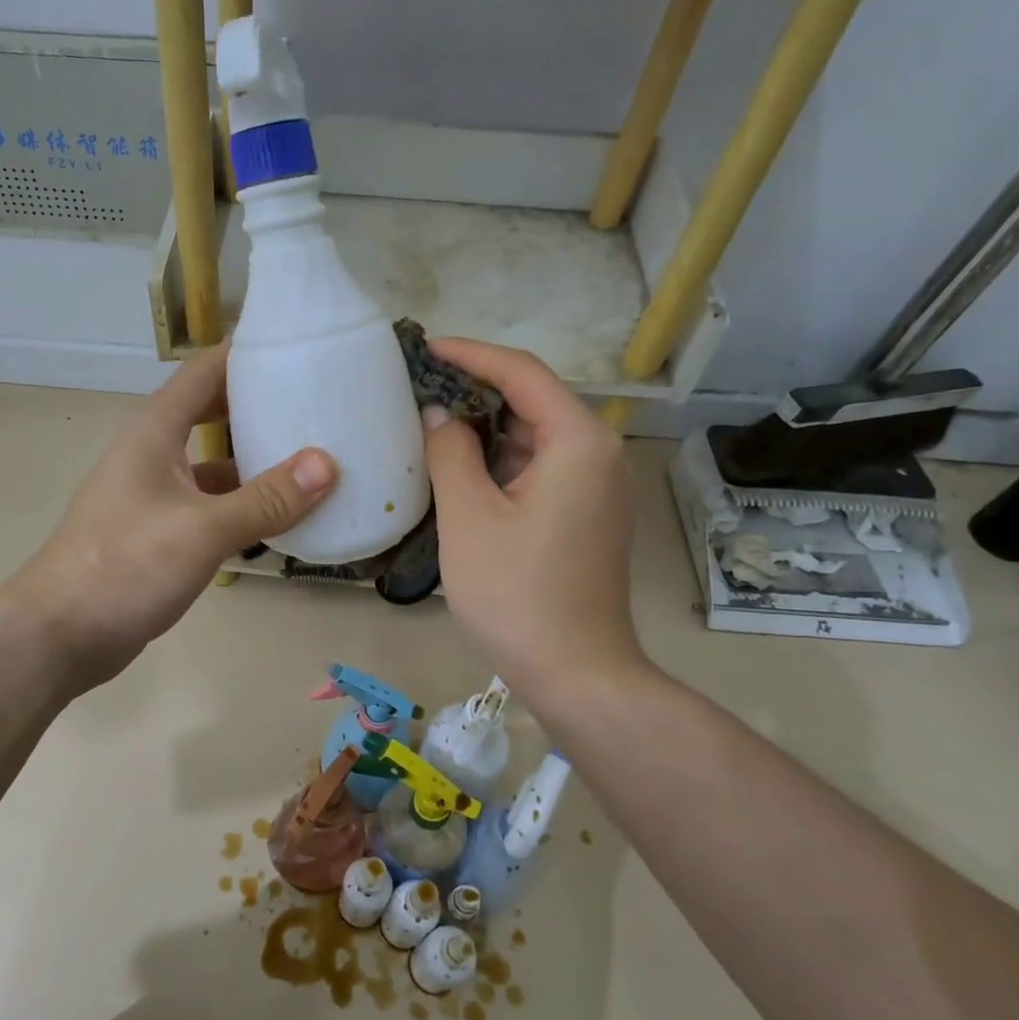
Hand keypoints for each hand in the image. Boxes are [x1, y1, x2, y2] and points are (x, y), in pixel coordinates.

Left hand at [5, 346, 336, 689]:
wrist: (59, 634)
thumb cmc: (125, 566)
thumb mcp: (202, 530)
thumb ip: (265, 499)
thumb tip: (327, 464)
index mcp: (154, 432)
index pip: (204, 371)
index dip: (244, 352)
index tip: (295, 344)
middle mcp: (153, 454)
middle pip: (211, 413)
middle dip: (258, 406)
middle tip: (316, 404)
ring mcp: (154, 496)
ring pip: (213, 465)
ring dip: (255, 463)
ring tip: (311, 461)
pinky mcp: (158, 534)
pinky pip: (210, 507)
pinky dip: (241, 508)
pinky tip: (278, 521)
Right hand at [421, 339, 647, 701]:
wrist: (575, 672)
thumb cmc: (516, 592)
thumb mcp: (468, 517)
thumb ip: (450, 453)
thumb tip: (439, 416)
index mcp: (578, 442)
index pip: (523, 373)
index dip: (471, 354)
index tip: (426, 347)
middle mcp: (598, 453)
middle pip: (533, 401)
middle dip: (476, 391)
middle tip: (419, 388)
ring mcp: (596, 487)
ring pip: (534, 437)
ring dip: (486, 429)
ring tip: (431, 425)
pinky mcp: (586, 514)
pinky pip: (540, 468)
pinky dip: (501, 461)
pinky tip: (461, 469)